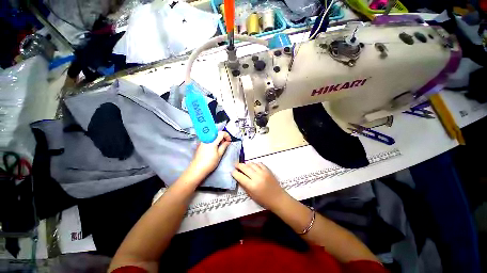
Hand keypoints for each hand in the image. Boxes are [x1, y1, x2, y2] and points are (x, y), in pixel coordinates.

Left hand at [185, 131, 231, 182]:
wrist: (197, 169)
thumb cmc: (210, 163)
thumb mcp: (219, 154)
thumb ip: (224, 146)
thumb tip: (228, 141)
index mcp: (212, 141)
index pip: (221, 133)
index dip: (227, 135)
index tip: (229, 140)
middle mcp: (207, 139)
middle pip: (216, 133)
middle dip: (222, 136)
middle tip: (226, 143)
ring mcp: (203, 141)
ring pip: (212, 135)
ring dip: (218, 138)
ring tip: (221, 145)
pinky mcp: (201, 144)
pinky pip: (209, 138)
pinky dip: (213, 140)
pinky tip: (215, 147)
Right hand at [232, 162, 287, 209]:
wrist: (278, 198)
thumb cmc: (263, 200)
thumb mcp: (251, 195)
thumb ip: (244, 185)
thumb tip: (238, 177)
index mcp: (252, 186)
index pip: (240, 176)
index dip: (234, 173)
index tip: (232, 171)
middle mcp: (257, 177)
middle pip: (245, 168)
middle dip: (238, 165)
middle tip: (235, 165)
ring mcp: (263, 172)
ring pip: (252, 164)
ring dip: (246, 164)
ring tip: (244, 166)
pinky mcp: (268, 170)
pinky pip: (259, 164)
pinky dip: (254, 164)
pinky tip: (253, 166)